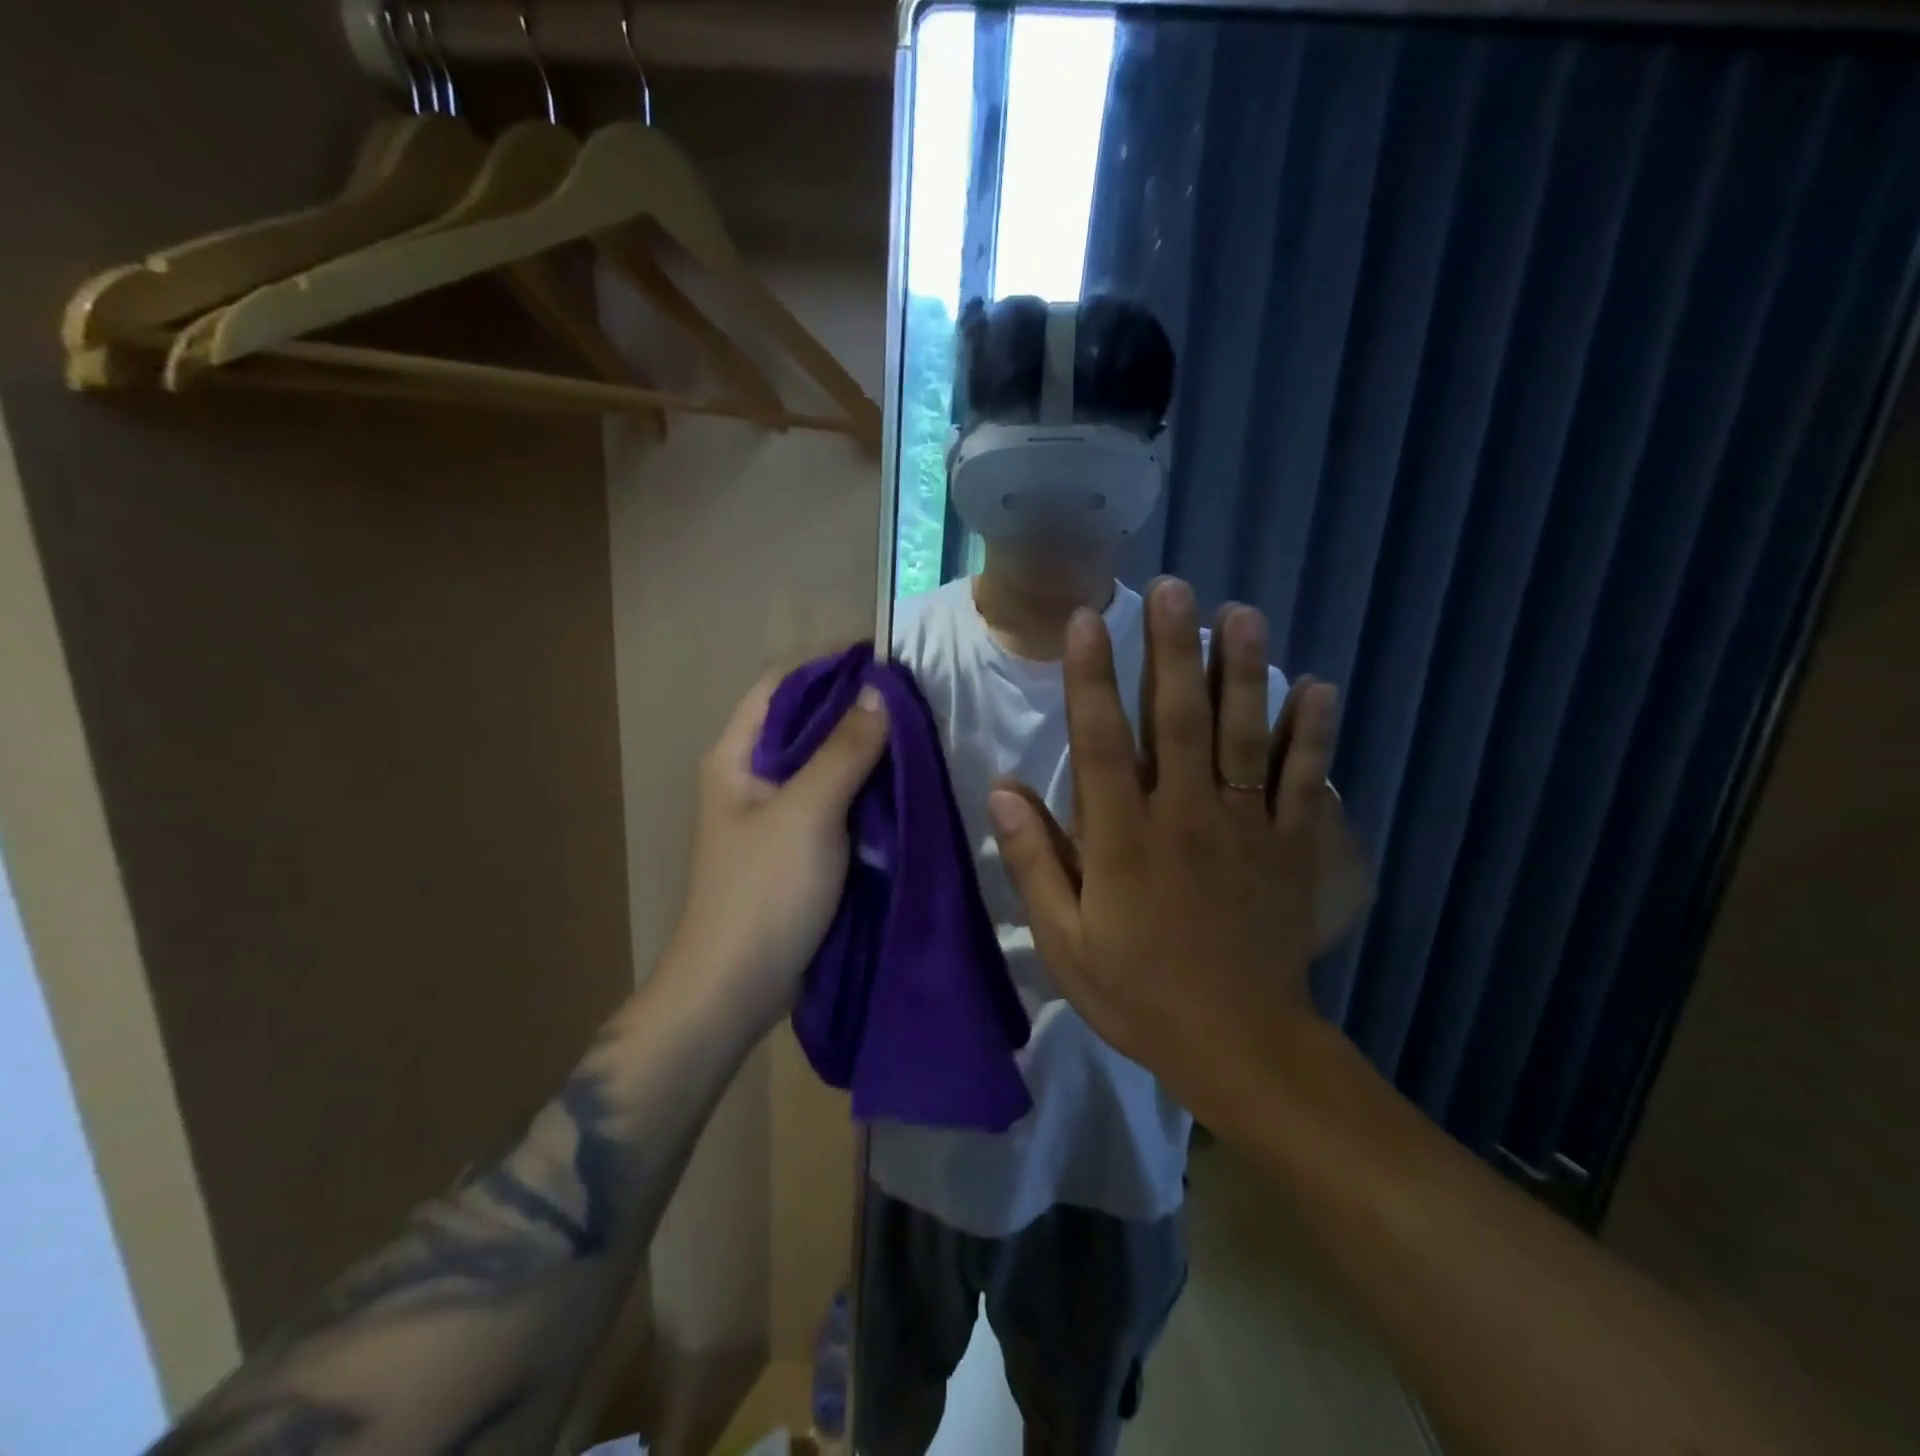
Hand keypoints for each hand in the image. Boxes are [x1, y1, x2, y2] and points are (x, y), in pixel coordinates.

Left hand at [665, 666, 888, 1037]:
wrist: (735, 988)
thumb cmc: (764, 892)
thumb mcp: (809, 813)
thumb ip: (844, 750)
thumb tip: (879, 690)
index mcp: (736, 755)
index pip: (781, 685)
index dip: (828, 664)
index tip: (884, 660)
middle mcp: (750, 775)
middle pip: (803, 721)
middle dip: (854, 706)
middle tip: (913, 700)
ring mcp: (772, 814)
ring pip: (822, 762)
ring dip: (863, 748)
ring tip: (916, 735)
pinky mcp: (795, 846)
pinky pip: (833, 800)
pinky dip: (864, 787)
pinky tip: (901, 784)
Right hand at [987, 578, 1339, 1120]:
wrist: (1241, 1046)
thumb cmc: (1140, 993)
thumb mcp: (1066, 942)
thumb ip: (1034, 863)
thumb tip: (1002, 792)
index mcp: (1124, 839)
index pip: (1102, 742)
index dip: (1092, 678)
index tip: (1087, 619)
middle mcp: (1186, 816)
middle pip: (1178, 719)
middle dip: (1172, 649)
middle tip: (1172, 588)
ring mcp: (1246, 827)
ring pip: (1244, 736)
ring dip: (1243, 671)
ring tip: (1241, 613)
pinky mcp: (1293, 847)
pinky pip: (1304, 782)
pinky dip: (1313, 735)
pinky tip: (1320, 687)